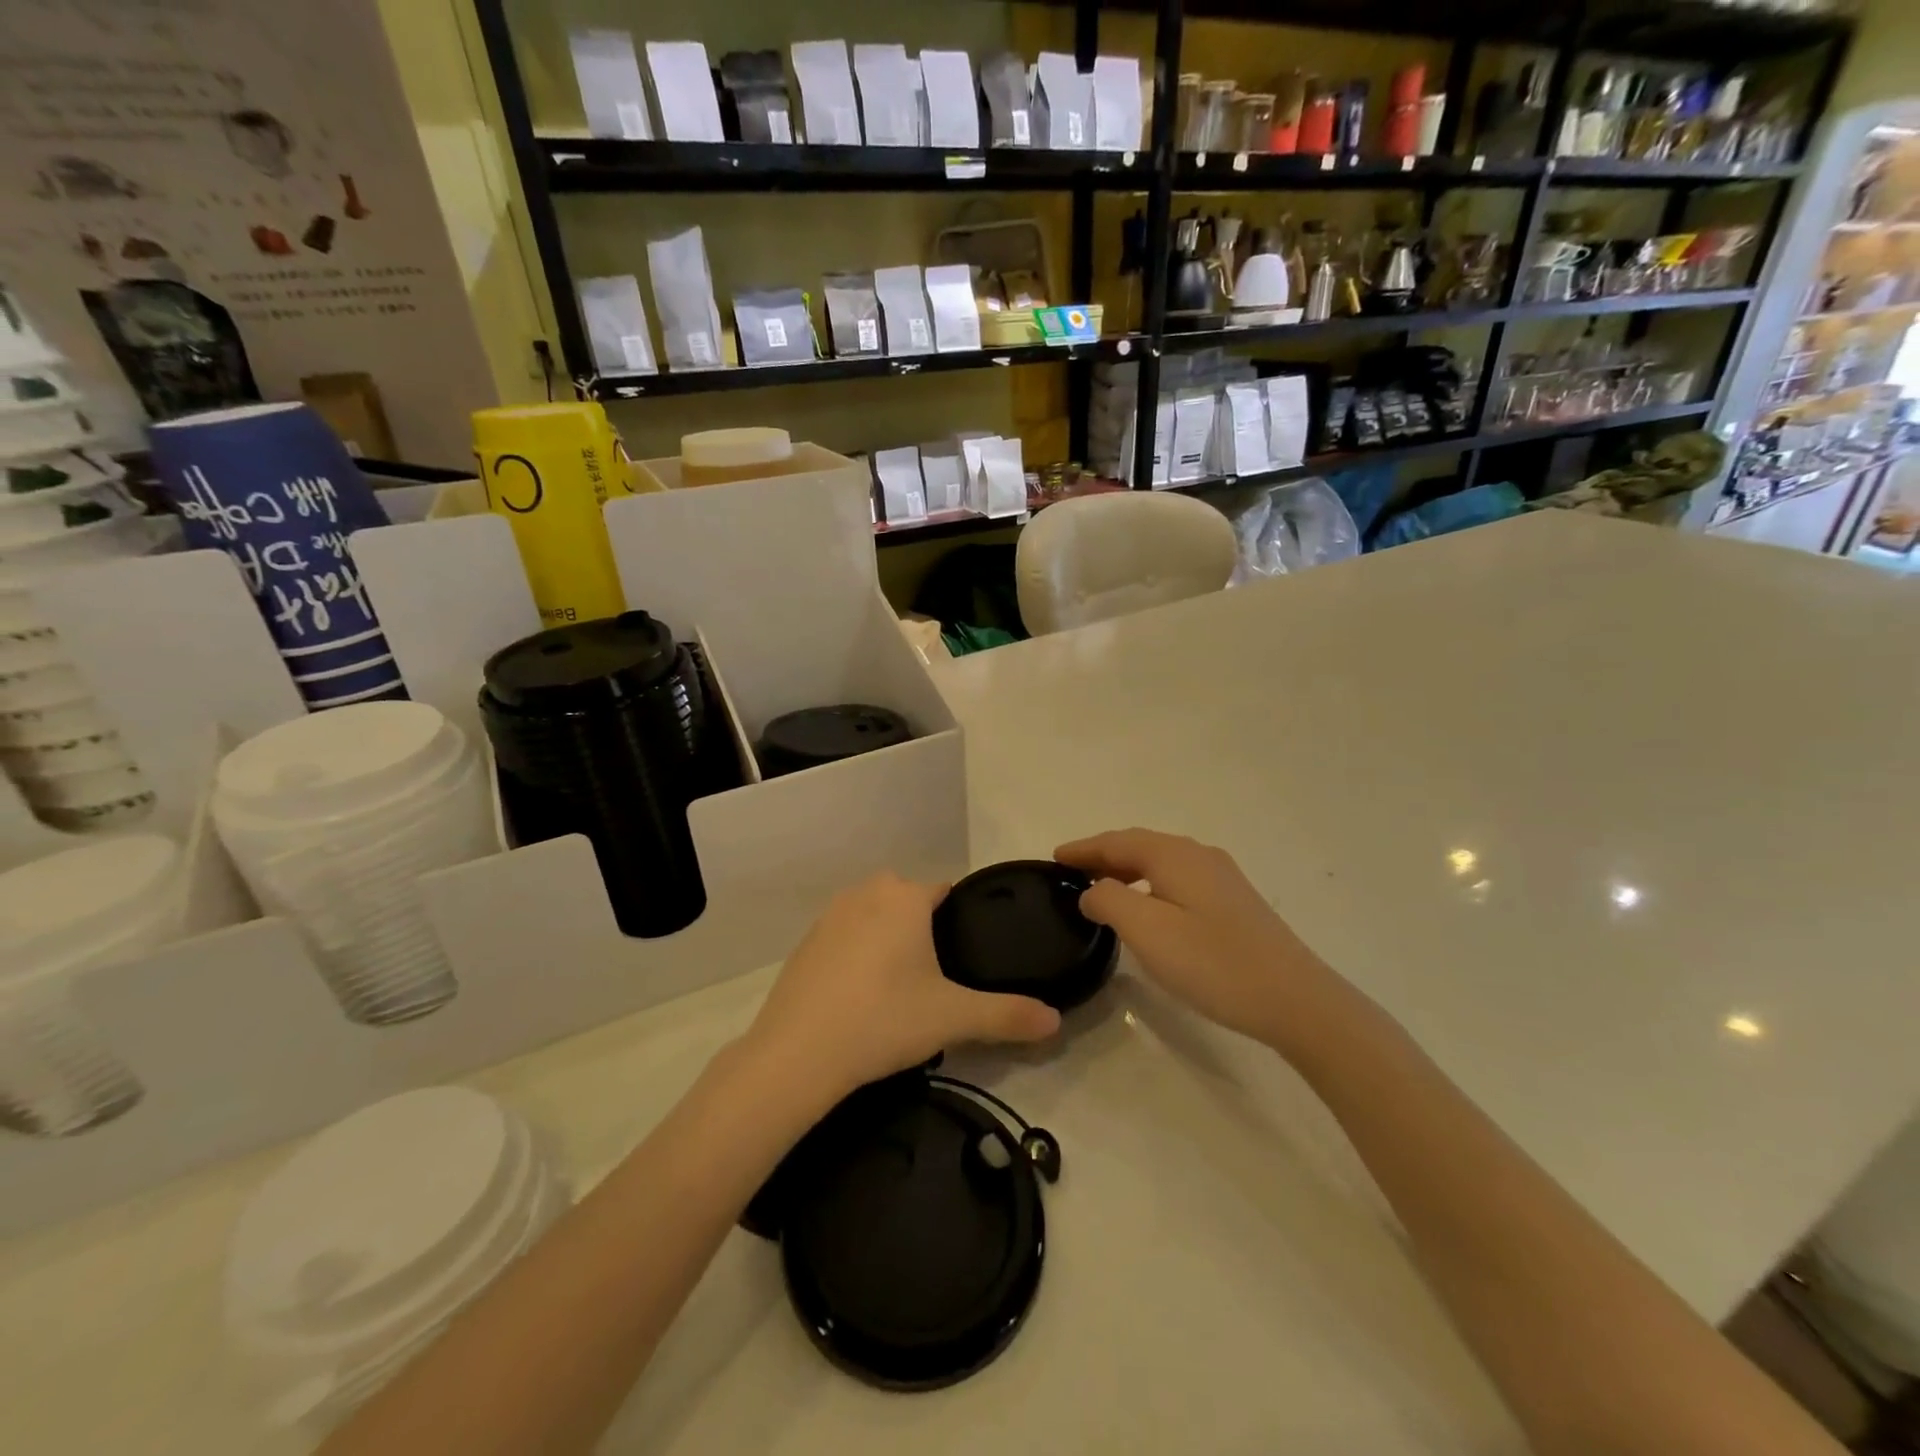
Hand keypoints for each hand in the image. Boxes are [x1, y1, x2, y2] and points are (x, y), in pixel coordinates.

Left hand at [744, 873, 1061, 1104]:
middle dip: (924, 930)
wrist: (797, 1054)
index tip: (967, 956)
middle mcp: (866, 893)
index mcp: (905, 897)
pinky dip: (858, 956)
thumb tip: (1056, 1020)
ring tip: (901, 990)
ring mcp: (830, 915)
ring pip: (875, 917)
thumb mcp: (953, 1018)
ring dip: (889, 940)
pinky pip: (845, 937)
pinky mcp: (805, 942)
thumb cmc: (883, 1020)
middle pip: (909, 901)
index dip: (960, 921)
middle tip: (937, 980)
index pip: (945, 891)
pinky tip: (861, 996)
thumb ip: (1007, 1015)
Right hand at [1056, 829, 1340, 1053]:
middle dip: (1102, 856)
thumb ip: (1109, 901)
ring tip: (1101, 890)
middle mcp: (1198, 855)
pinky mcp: (1234, 902)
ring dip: (1126, 870)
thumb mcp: (1147, 931)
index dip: (1082, 849)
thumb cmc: (1213, 963)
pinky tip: (1148, 908)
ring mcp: (1221, 877)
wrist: (1295, 999)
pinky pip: (1178, 879)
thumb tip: (1093, 890)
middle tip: (1071, 873)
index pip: (1116, 841)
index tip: (1053, 858)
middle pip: (1139, 846)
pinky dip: (1150, 883)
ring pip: (1160, 862)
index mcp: (1174, 855)